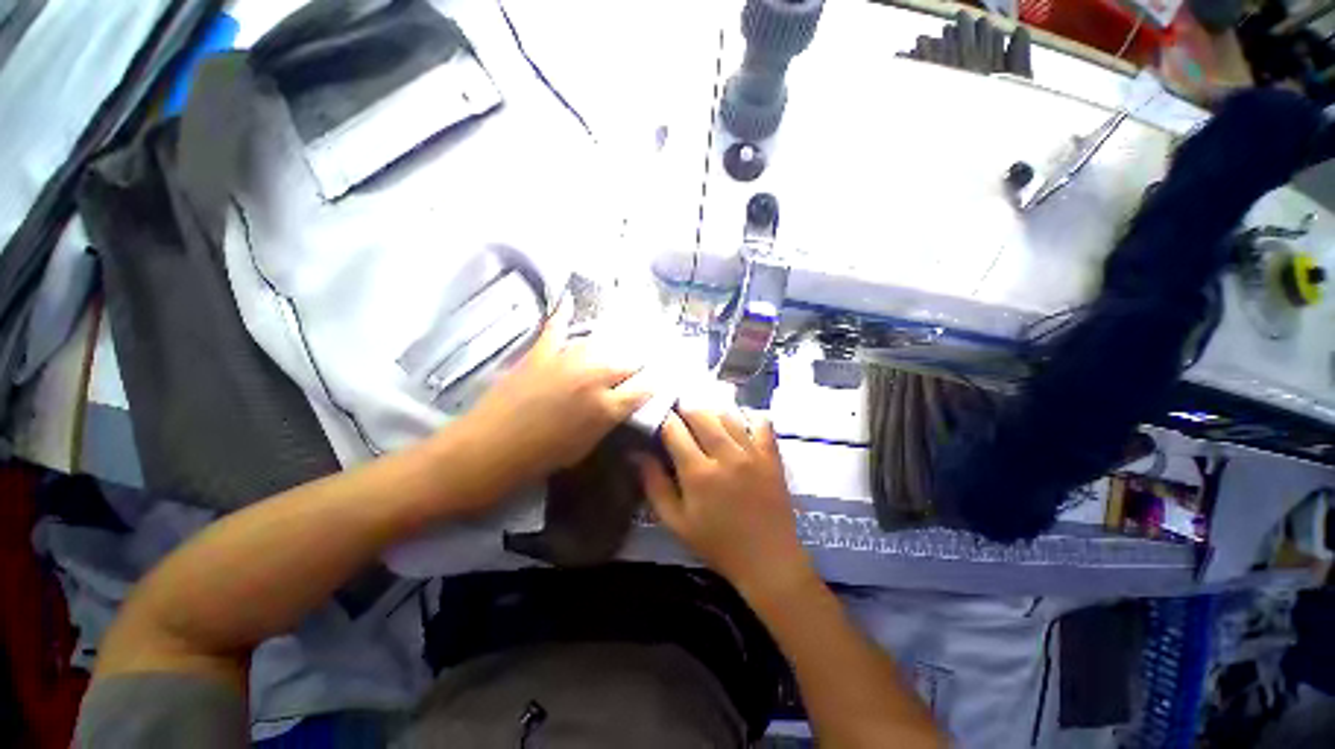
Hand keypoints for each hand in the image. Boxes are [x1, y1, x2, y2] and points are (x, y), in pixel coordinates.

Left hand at [456, 308, 651, 499]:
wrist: (491, 448)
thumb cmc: (542, 457)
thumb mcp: (587, 445)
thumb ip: (609, 419)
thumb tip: (623, 402)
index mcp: (608, 407)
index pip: (645, 386)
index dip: (655, 381)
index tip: (660, 378)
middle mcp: (594, 378)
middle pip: (629, 360)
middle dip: (639, 362)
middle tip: (642, 363)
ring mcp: (567, 360)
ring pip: (602, 343)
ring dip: (614, 345)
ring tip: (620, 342)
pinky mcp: (541, 352)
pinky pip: (556, 327)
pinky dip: (562, 313)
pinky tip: (568, 299)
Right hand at [635, 407, 814, 599]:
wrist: (768, 560)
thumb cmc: (717, 543)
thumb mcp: (676, 523)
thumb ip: (654, 486)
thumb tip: (637, 454)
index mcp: (698, 473)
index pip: (674, 430)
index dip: (663, 418)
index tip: (659, 417)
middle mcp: (725, 455)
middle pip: (700, 414)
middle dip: (685, 408)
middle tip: (679, 412)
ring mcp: (752, 452)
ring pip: (727, 414)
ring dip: (711, 410)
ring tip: (704, 415)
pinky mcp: (771, 455)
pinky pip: (761, 421)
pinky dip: (749, 414)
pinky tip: (739, 419)